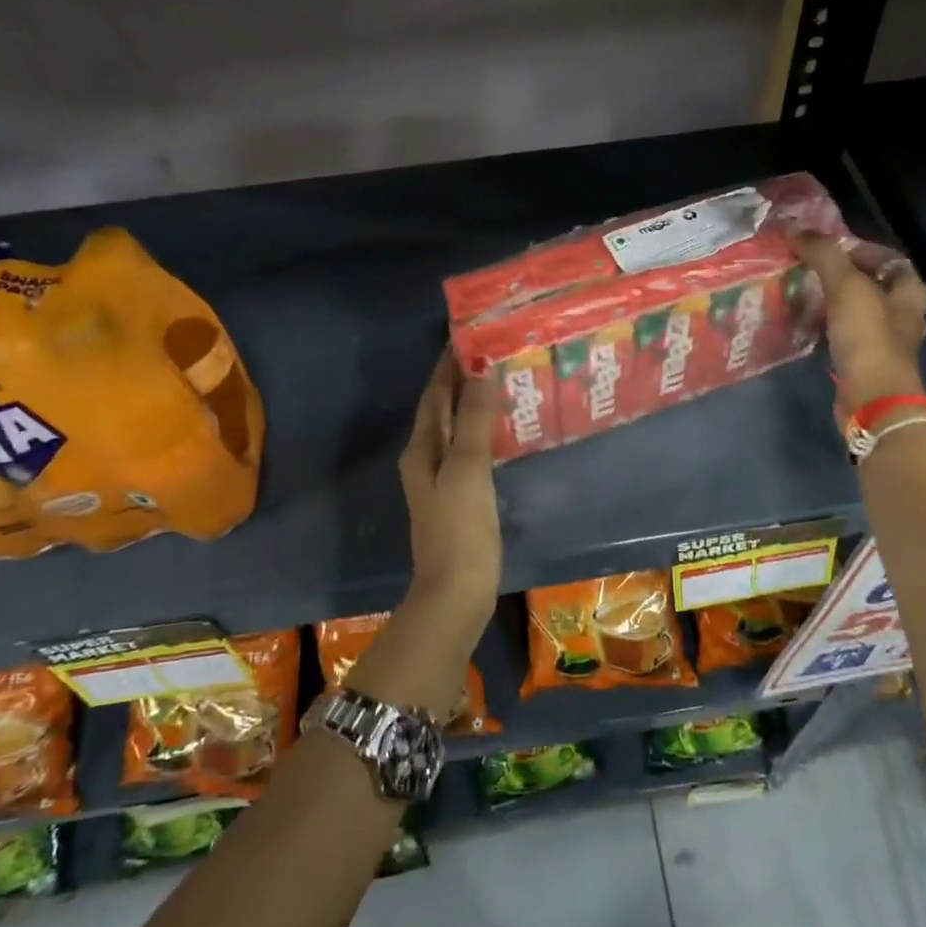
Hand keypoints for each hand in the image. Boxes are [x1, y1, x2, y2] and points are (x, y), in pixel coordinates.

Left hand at [397, 351, 502, 633]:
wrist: (456, 593)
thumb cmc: (460, 529)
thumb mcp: (467, 470)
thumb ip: (472, 420)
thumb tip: (479, 369)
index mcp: (422, 449)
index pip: (434, 394)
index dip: (448, 364)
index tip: (469, 333)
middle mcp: (426, 459)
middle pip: (442, 409)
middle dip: (462, 380)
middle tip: (494, 351)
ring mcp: (442, 481)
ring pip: (456, 430)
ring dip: (473, 404)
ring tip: (503, 381)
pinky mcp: (461, 499)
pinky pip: (470, 452)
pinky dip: (483, 432)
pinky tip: (503, 431)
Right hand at [788, 229, 925, 410]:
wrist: (872, 398)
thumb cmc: (868, 338)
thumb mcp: (846, 287)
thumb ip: (823, 254)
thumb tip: (794, 227)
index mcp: (909, 290)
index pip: (887, 257)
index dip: (859, 248)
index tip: (827, 249)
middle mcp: (903, 314)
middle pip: (873, 284)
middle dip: (843, 276)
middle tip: (811, 270)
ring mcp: (886, 342)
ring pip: (859, 311)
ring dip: (835, 303)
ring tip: (805, 294)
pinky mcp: (866, 363)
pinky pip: (847, 336)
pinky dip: (830, 328)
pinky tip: (810, 326)